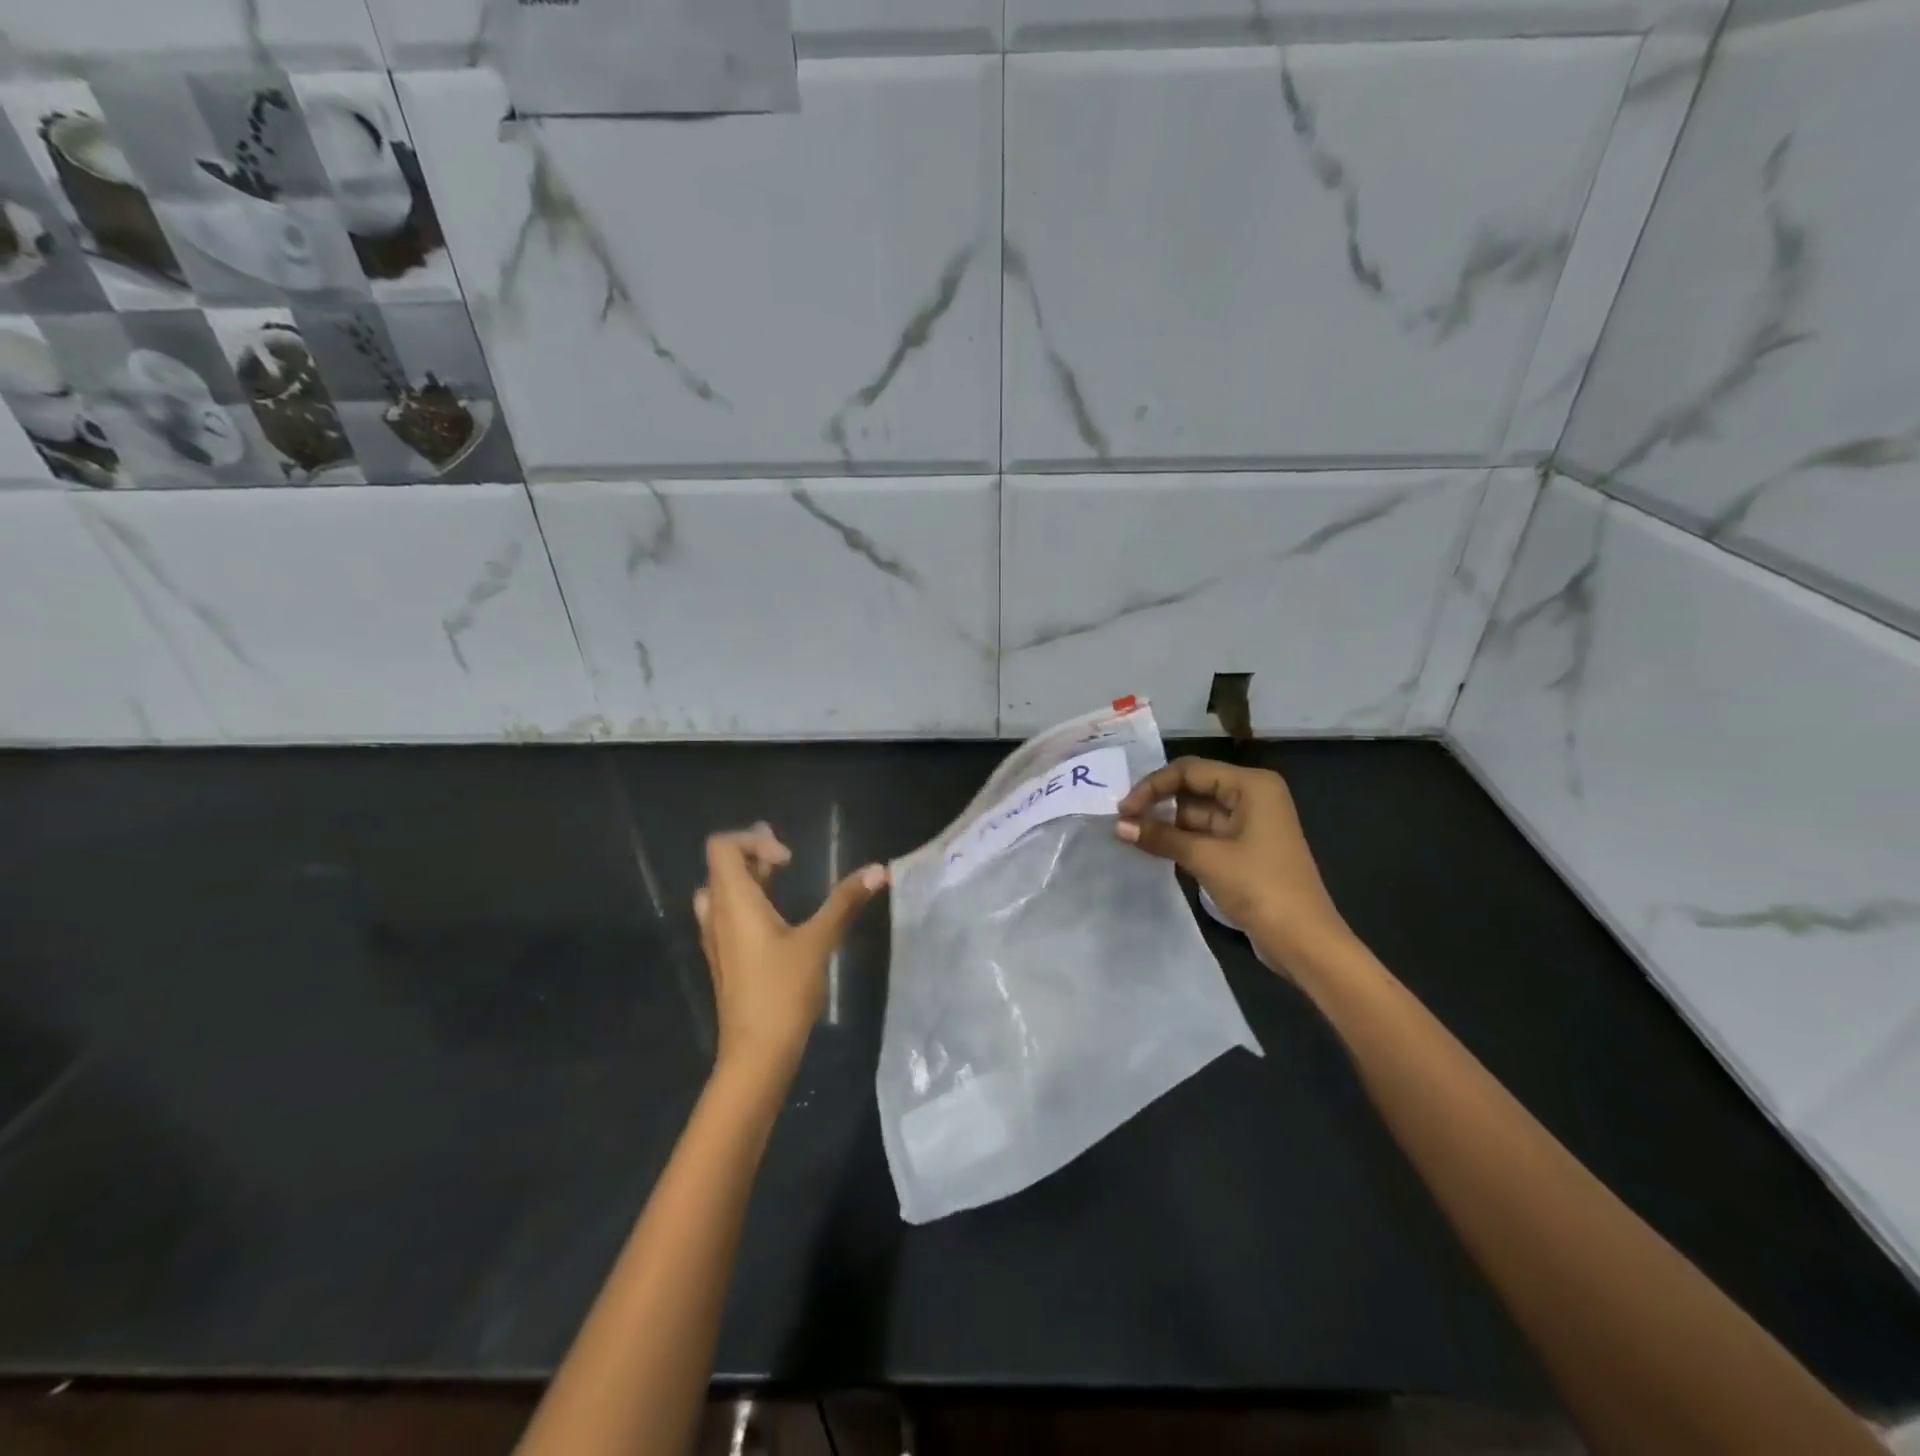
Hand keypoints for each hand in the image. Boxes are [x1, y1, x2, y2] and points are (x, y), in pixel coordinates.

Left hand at [692, 824, 887, 1078]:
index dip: (754, 841)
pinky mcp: (725, 960)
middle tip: (787, 858)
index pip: (722, 847)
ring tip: (779, 877)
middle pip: (722, 867)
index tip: (790, 861)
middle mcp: (716, 914)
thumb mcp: (818, 942)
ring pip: (722, 892)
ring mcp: (716, 939)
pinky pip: (726, 915)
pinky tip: (776, 917)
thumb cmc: (782, 992)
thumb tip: (879, 869)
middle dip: (753, 854)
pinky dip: (746, 902)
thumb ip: (844, 903)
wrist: (755, 1055)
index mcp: (733, 902)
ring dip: (748, 879)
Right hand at [1115, 758, 1351, 977]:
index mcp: (1251, 785)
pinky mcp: (1245, 849)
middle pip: (1193, 787)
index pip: (1189, 771)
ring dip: (1166, 823)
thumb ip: (1161, 836)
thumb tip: (1118, 825)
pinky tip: (1153, 847)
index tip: (1122, 811)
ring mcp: (1250, 823)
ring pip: (1197, 812)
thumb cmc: (1260, 888)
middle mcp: (1252, 796)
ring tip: (1130, 835)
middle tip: (1122, 821)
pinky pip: (1205, 833)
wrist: (1304, 941)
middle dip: (1158, 802)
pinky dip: (1180, 839)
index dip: (1152, 787)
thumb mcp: (1206, 858)